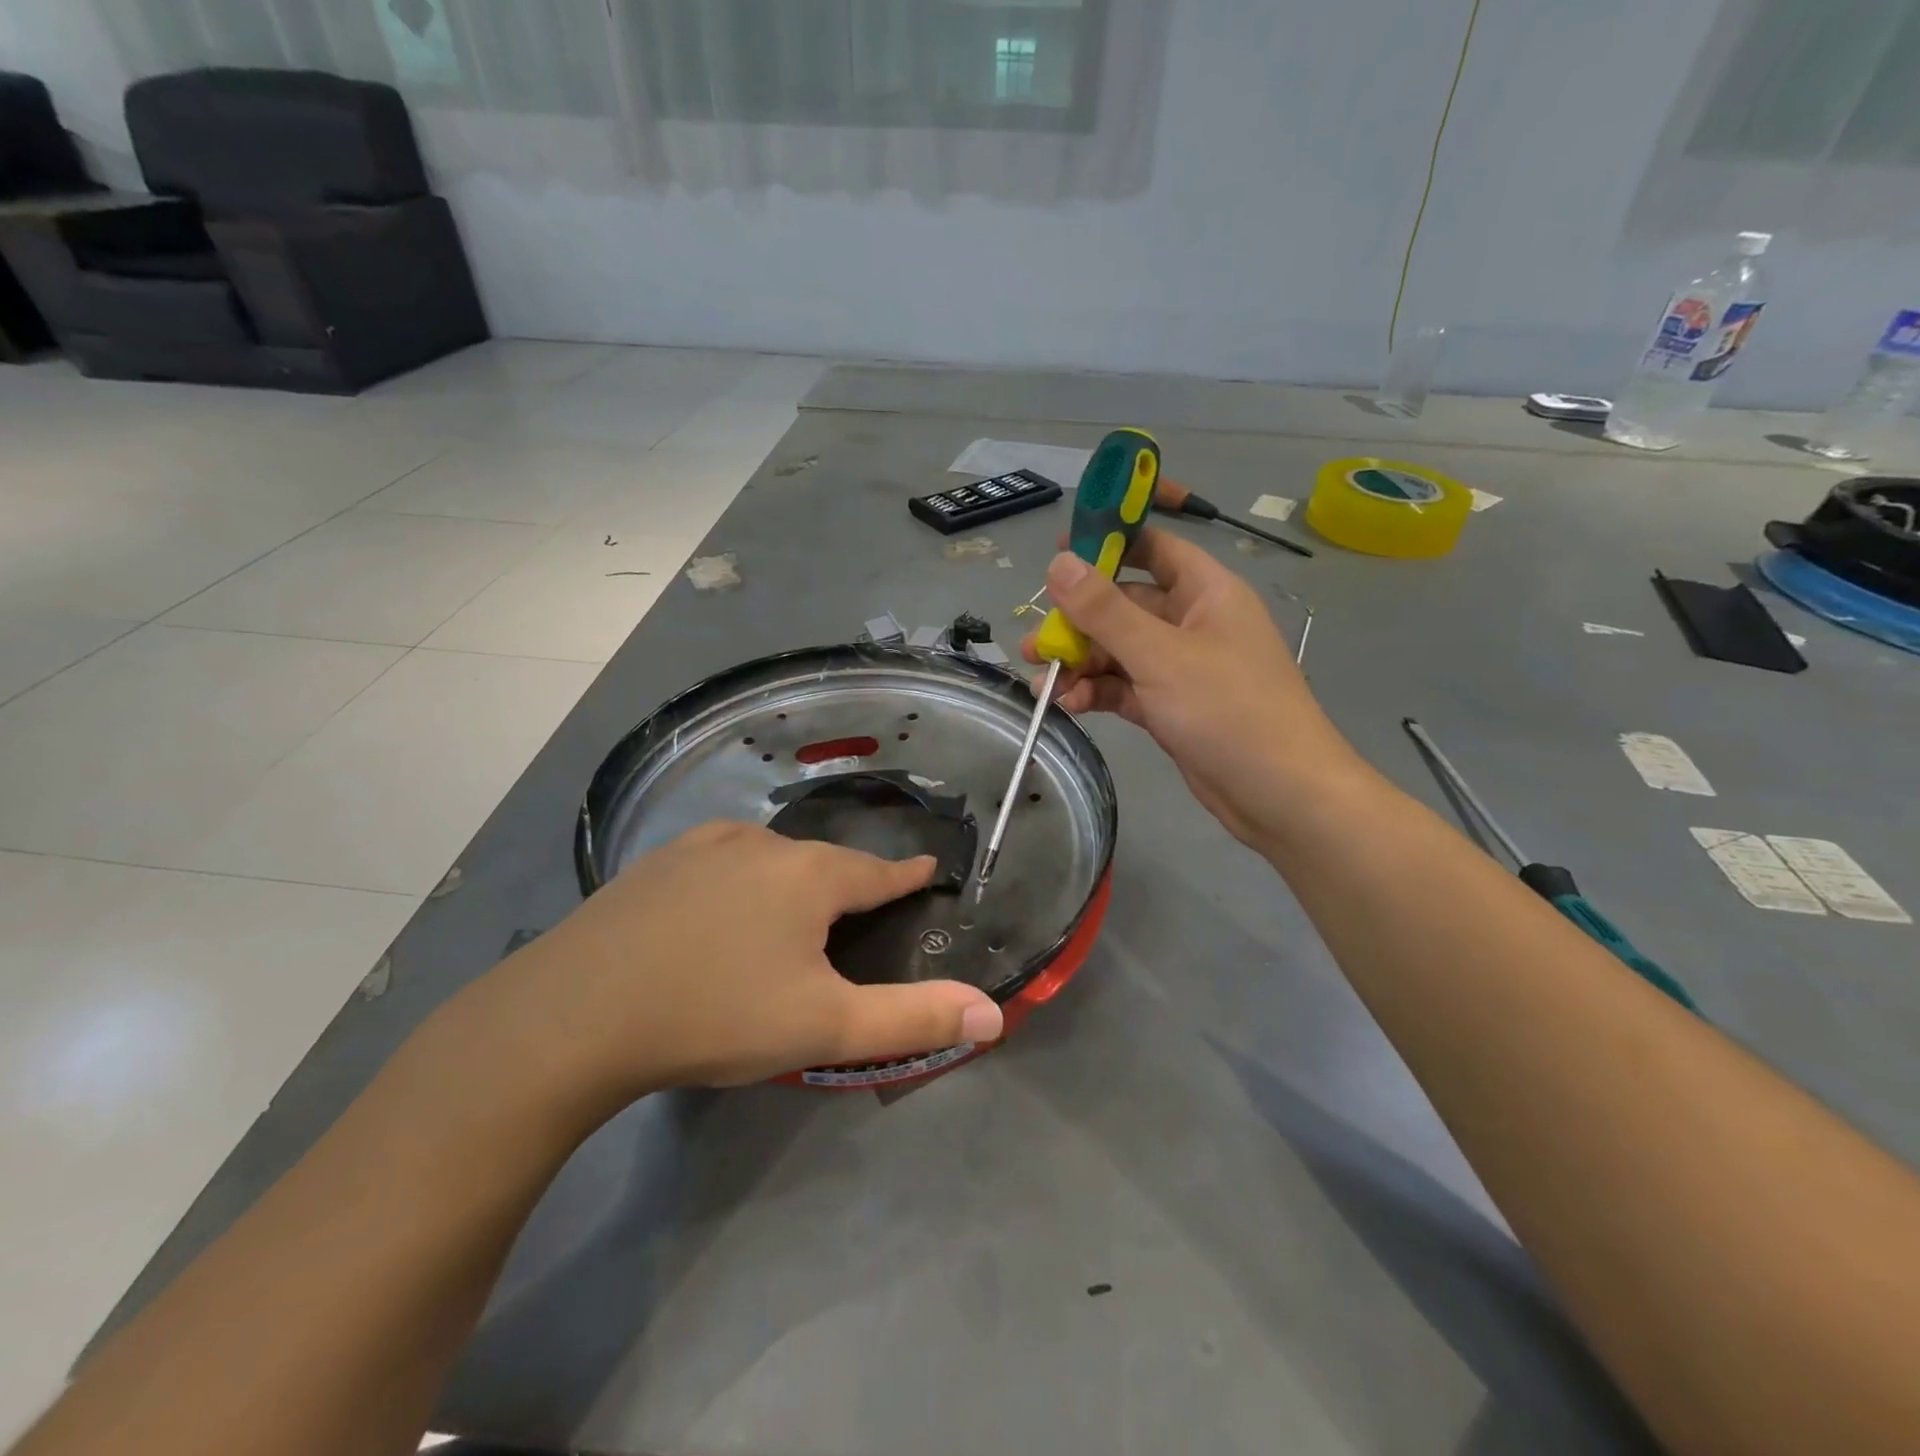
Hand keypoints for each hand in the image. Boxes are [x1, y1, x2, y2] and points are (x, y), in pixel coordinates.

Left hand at [456, 823, 1004, 1107]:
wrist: (574, 1015)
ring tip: (790, 918)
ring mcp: (703, 846)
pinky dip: (739, 883)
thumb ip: (912, 1018)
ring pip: (770, 860)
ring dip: (791, 882)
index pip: (879, 872)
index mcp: (810, 875)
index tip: (927, 870)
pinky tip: (721, 912)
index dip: (907, 876)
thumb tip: (994, 1013)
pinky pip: (721, 864)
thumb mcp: (824, 1028)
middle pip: (824, 863)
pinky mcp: (657, 863)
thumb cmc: (716, 1015)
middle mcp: (763, 844)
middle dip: (847, 887)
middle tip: (855, 918)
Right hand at [1021, 527, 1364, 847]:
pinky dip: (1097, 693)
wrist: (1280, 795)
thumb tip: (1059, 563)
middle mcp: (1193, 623)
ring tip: (1041, 681)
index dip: (1108, 544)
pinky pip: (1125, 688)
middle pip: (1125, 607)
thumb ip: (1106, 610)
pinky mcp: (1171, 707)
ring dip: (1081, 663)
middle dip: (1078, 622)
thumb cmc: (1228, 709)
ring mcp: (1181, 668)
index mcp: (1206, 592)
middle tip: (1036, 642)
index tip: (1058, 552)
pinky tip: (1069, 705)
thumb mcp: (1161, 655)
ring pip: (1119, 652)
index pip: (1154, 549)